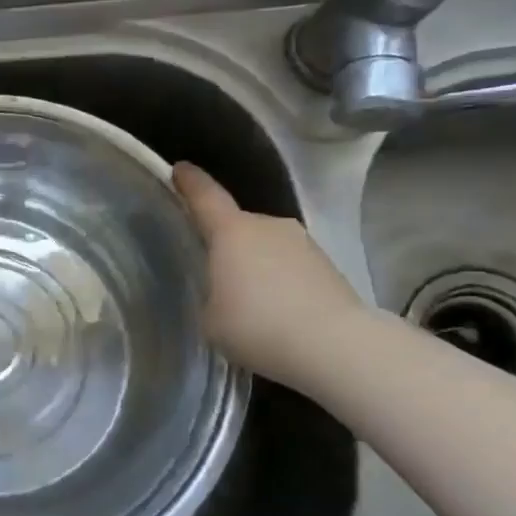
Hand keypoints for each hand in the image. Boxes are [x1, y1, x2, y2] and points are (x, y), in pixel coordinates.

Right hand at [171, 162, 366, 390]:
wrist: (336, 346)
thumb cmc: (258, 326)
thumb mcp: (211, 318)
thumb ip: (212, 295)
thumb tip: (226, 292)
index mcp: (232, 232)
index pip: (205, 196)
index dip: (189, 182)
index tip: (179, 169)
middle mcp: (268, 227)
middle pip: (238, 226)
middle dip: (225, 244)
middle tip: (214, 272)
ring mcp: (303, 244)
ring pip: (267, 247)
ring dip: (256, 265)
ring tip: (248, 301)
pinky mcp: (328, 268)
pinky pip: (290, 267)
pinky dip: (280, 282)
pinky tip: (277, 314)